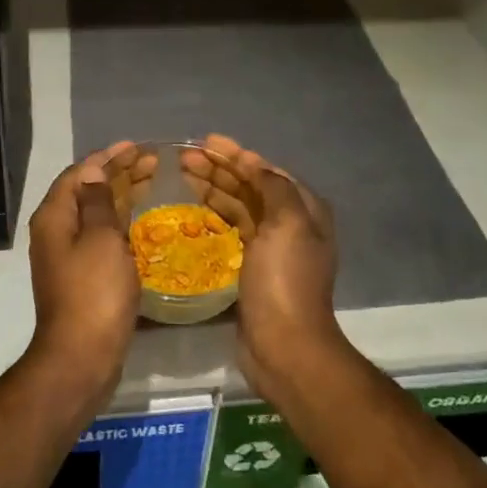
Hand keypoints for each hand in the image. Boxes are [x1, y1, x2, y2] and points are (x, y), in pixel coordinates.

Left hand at [25, 142, 150, 397]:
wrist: (81, 357)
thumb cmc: (94, 293)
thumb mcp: (101, 239)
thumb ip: (98, 201)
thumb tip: (93, 171)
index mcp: (55, 216)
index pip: (80, 173)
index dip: (108, 157)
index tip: (137, 147)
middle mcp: (56, 231)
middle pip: (87, 191)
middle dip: (118, 172)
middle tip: (152, 161)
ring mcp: (68, 255)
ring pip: (96, 213)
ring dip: (122, 194)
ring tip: (152, 180)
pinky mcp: (83, 275)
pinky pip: (102, 235)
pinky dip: (121, 220)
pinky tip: (141, 220)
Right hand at [179, 134, 343, 396]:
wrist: (284, 346)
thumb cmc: (285, 280)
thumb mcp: (288, 224)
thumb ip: (274, 187)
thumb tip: (254, 163)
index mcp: (304, 209)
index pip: (266, 171)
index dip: (236, 154)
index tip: (205, 142)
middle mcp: (290, 224)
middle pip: (250, 186)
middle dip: (219, 169)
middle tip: (184, 158)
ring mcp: (270, 247)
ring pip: (238, 206)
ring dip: (213, 188)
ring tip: (182, 175)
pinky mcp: (251, 267)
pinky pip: (231, 230)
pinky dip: (213, 215)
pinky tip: (192, 209)